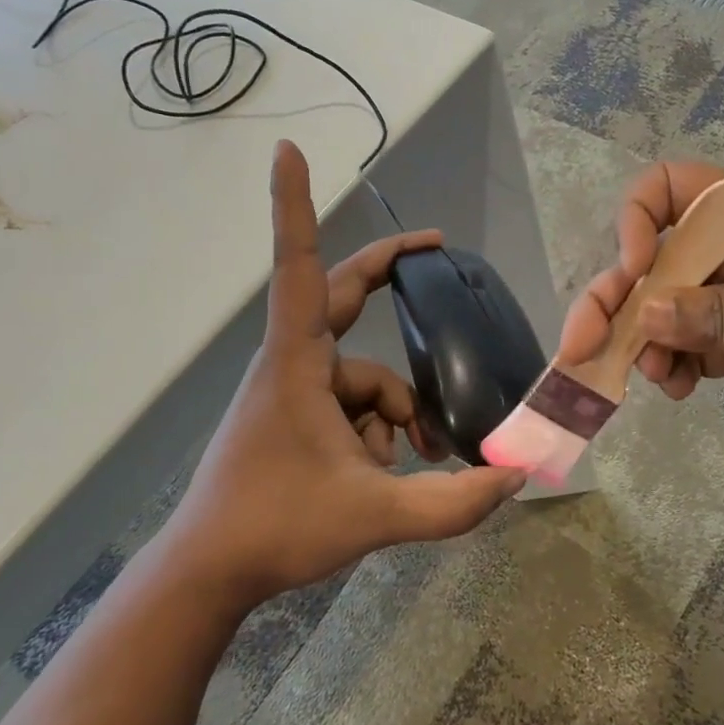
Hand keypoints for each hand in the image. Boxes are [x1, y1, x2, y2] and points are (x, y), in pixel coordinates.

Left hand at [170, 142, 524, 610]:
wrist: (207, 574)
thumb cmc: (275, 528)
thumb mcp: (374, 516)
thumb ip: (451, 502)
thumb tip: (516, 478)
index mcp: (298, 361)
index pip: (299, 266)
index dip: (294, 205)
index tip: (287, 150)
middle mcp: (293, 361)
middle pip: (343, 294)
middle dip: (390, 270)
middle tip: (436, 248)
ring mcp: (292, 388)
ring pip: (364, 376)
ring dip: (394, 412)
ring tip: (408, 464)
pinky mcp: (294, 414)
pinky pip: (350, 404)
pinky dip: (375, 431)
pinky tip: (380, 474)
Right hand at [558, 162, 723, 416]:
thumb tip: (648, 312)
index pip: (670, 188)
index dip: (637, 219)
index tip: (637, 267)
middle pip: (651, 259)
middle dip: (615, 300)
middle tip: (583, 347)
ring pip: (663, 309)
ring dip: (643, 341)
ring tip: (653, 380)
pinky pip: (689, 344)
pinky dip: (674, 365)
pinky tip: (680, 389)